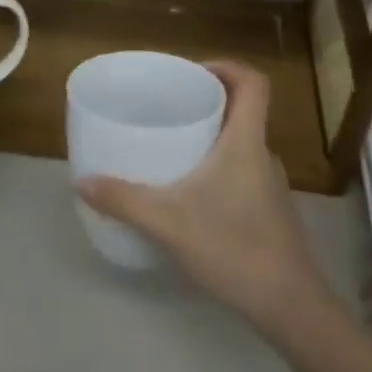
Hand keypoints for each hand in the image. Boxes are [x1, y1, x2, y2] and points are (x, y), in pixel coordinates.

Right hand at [77, 61, 331, 329]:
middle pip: (244, 110)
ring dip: (213, 137)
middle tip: (171, 107)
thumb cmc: (233, 247)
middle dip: (209, 102)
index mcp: (246, 141)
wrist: (289, 305)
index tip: (193, 73)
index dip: (227, 67)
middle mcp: (263, 155)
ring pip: (242, 143)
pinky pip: (242, 171)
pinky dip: (219, 167)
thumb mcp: (167, 222)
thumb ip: (123, 200)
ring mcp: (269, 184)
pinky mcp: (269, 211)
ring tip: (174, 147)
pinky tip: (192, 194)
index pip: (253, 83)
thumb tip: (82, 182)